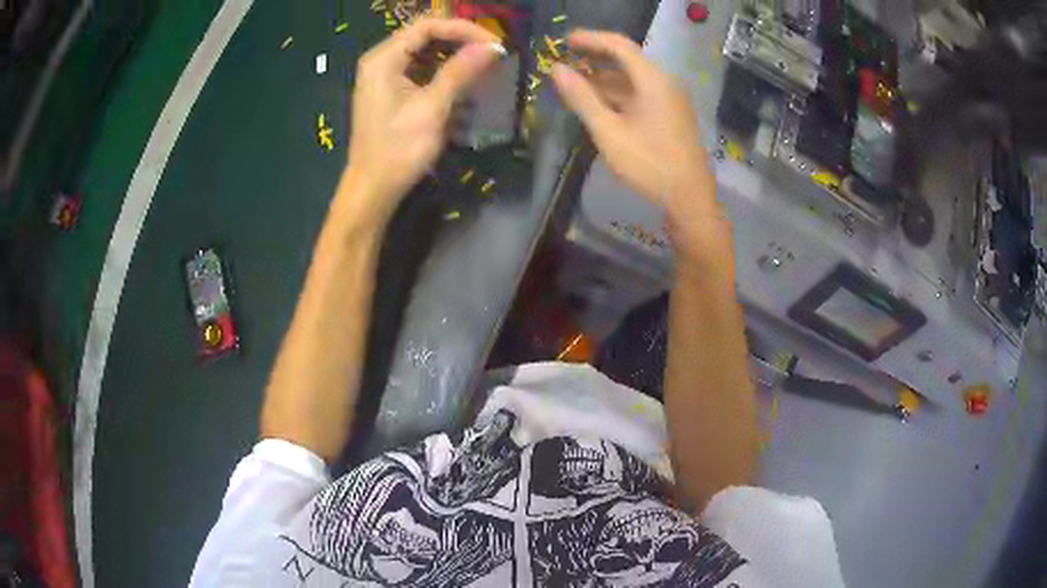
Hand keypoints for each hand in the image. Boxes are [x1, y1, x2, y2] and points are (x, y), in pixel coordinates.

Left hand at [343, 18, 500, 222]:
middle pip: (425, 35)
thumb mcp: (433, 108)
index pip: (427, 26)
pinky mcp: (389, 91)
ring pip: (424, 52)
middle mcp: (381, 60)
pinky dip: (442, 71)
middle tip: (491, 53)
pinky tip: (462, 81)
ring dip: (454, 55)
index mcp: (384, 59)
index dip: (462, 28)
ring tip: (482, 65)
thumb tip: (492, 47)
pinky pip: (419, 69)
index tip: (493, 43)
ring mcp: (383, 76)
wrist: (373, 189)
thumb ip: (460, 72)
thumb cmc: (399, 149)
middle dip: (460, 40)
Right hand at [552, 30, 726, 267]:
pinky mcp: (671, 116)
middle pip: (627, 60)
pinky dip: (618, 94)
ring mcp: (670, 100)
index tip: (564, 41)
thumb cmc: (648, 163)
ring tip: (575, 83)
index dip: (590, 39)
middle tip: (566, 60)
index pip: (619, 45)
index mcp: (653, 80)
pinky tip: (599, 103)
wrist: (689, 198)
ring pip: (633, 79)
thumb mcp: (608, 131)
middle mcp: (664, 83)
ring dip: (604, 78)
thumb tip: (557, 69)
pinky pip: (640, 95)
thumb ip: (581, 97)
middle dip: (595, 58)